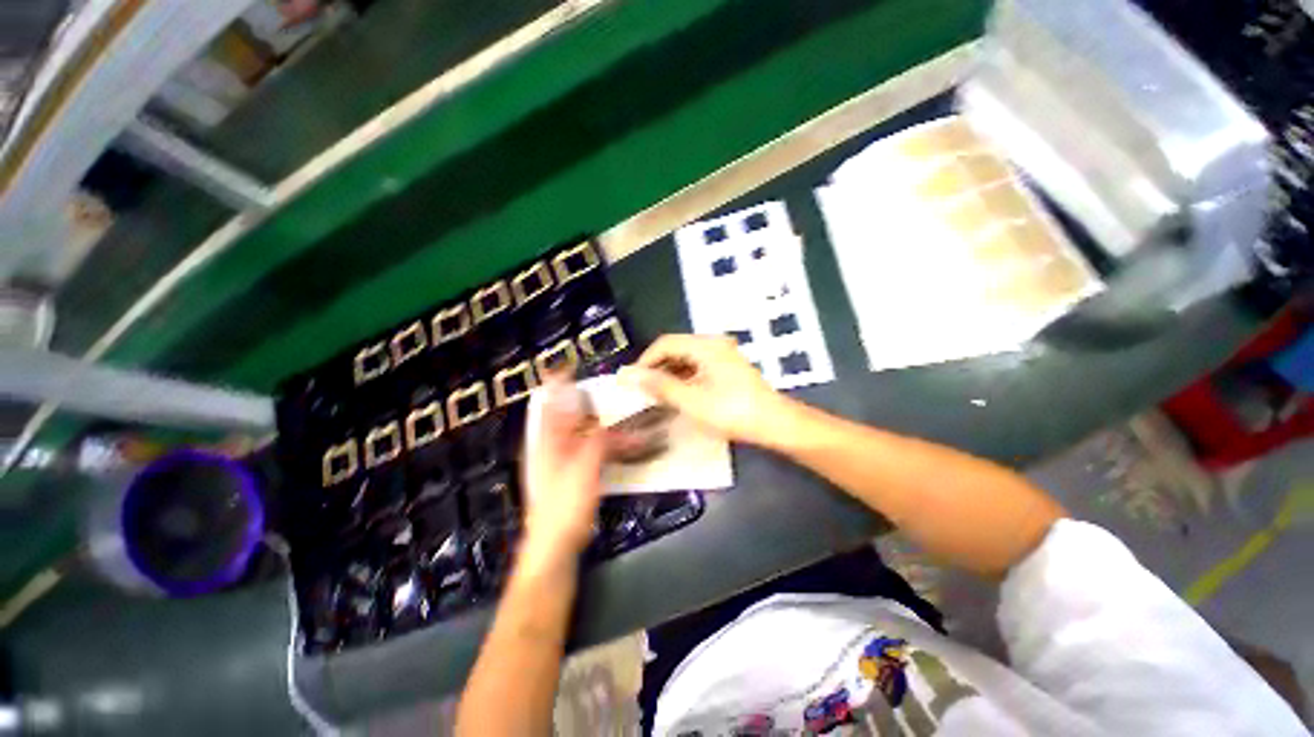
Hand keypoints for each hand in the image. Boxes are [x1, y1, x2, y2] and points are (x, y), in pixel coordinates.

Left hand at [521, 378, 604, 560]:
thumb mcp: (585, 467)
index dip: (557, 383)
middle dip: (579, 400)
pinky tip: (612, 444)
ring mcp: (558, 464)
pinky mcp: (570, 477)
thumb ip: (600, 440)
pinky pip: (584, 450)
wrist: (553, 547)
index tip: (568, 365)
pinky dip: (597, 442)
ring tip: (610, 412)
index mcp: (547, 442)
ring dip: (591, 421)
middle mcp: (549, 448)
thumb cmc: (564, 506)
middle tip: (599, 389)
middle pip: (563, 416)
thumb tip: (615, 425)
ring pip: (575, 433)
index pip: (551, 404)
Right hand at [619, 334, 794, 447]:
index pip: (665, 343)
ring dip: (669, 375)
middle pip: (676, 349)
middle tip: (643, 391)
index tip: (632, 382)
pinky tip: (678, 395)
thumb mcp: (691, 400)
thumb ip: (658, 386)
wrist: (775, 424)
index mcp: (705, 345)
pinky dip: (684, 379)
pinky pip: (698, 367)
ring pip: (686, 359)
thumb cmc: (732, 411)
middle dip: (656, 368)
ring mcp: (723, 355)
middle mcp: (714, 344)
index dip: (645, 361)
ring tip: (657, 396)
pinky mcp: (728, 368)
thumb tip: (627, 375)